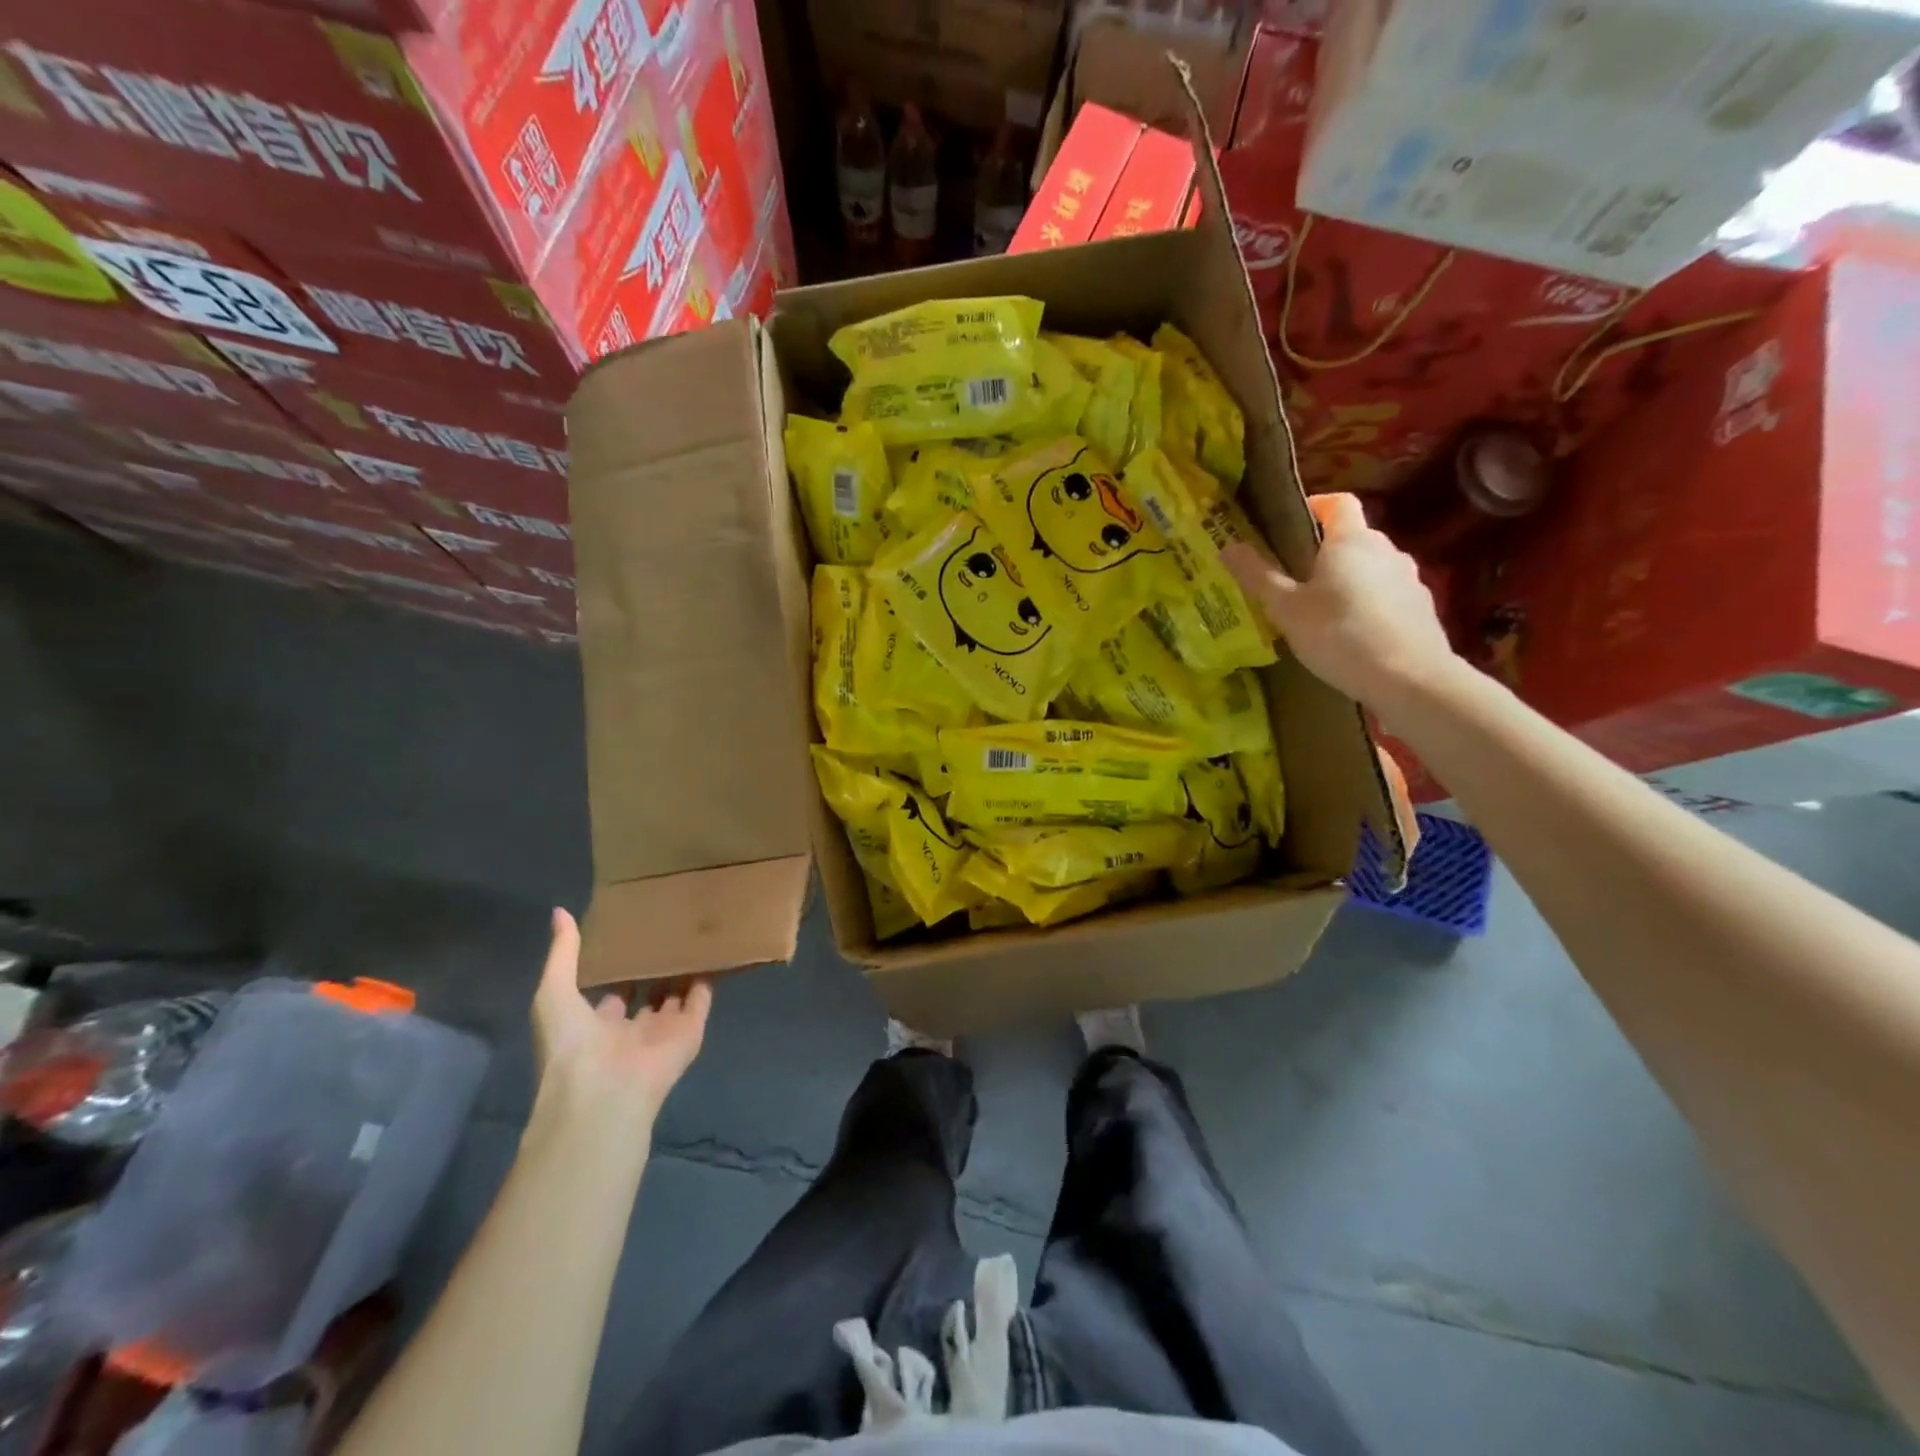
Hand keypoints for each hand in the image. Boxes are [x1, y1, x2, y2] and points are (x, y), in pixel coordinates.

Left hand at [531, 908, 710, 1126]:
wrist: (604, 1092)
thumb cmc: (571, 1044)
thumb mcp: (553, 993)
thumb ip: (563, 955)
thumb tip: (559, 912)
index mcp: (596, 1024)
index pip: (613, 991)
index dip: (620, 965)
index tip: (631, 933)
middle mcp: (631, 1028)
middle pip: (648, 992)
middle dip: (655, 966)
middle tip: (666, 927)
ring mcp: (663, 1031)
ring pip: (677, 995)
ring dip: (683, 969)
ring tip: (693, 931)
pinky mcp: (691, 1032)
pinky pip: (702, 999)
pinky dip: (709, 976)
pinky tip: (713, 947)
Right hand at [1225, 493, 1458, 713]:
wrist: (1410, 679)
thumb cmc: (1339, 635)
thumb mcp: (1286, 609)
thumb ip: (1258, 576)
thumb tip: (1227, 547)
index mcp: (1351, 541)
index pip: (1337, 503)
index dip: (1314, 505)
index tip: (1290, 522)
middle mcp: (1386, 549)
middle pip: (1353, 537)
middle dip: (1324, 551)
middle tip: (1294, 578)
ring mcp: (1409, 579)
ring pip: (1371, 569)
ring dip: (1347, 581)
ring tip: (1321, 612)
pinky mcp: (1422, 608)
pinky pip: (1387, 596)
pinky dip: (1368, 605)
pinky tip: (1352, 636)